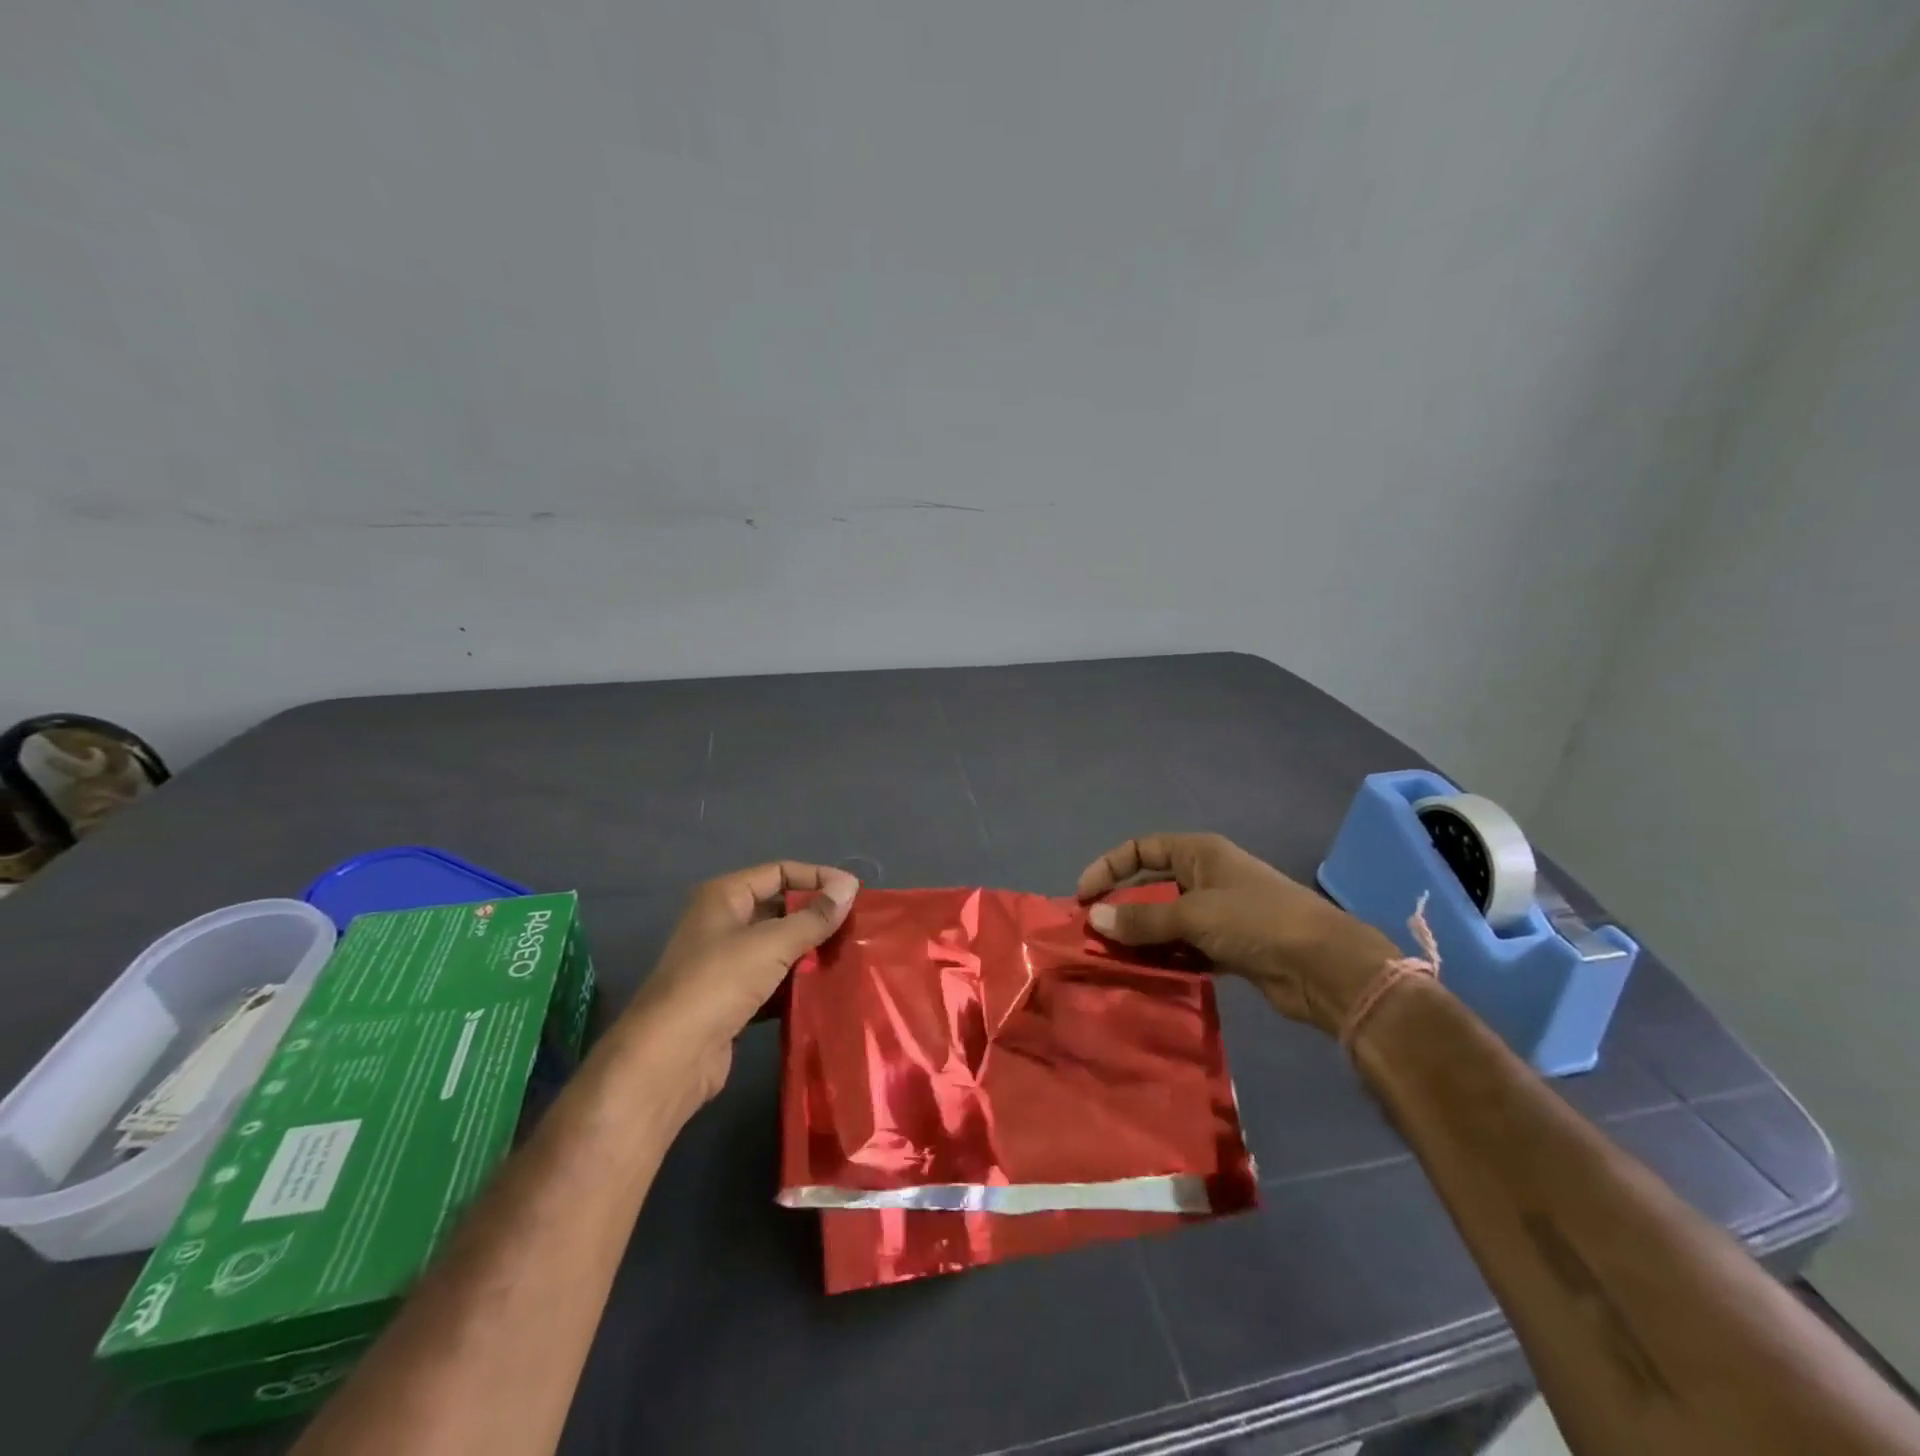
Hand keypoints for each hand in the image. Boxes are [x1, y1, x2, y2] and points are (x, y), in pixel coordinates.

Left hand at [620, 862, 857, 1109]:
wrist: (669, 1059)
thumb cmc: (718, 984)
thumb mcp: (771, 944)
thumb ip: (814, 916)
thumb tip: (850, 886)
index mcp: (724, 897)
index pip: (779, 872)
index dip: (817, 877)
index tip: (855, 893)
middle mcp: (722, 924)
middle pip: (779, 909)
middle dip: (816, 916)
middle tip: (857, 927)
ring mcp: (725, 964)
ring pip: (777, 948)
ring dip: (809, 952)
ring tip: (850, 955)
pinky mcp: (731, 1000)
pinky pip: (773, 982)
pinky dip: (796, 983)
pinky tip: (826, 989)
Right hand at [1077, 833, 1397, 1034]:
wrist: (1324, 967)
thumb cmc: (1257, 921)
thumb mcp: (1194, 914)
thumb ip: (1142, 919)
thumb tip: (1093, 918)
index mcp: (1200, 853)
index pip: (1141, 849)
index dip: (1109, 867)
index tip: (1083, 895)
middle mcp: (1206, 877)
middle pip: (1151, 887)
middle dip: (1122, 908)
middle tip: (1094, 935)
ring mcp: (1219, 913)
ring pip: (1166, 921)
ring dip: (1141, 938)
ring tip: (1112, 960)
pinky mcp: (1229, 948)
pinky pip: (1184, 948)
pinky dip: (1165, 959)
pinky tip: (1145, 975)